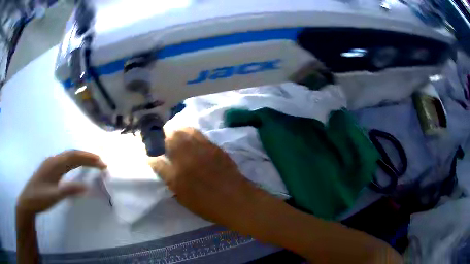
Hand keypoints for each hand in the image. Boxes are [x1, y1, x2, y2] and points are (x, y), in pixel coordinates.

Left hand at [17, 150, 106, 215]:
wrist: (28, 201)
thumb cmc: (39, 198)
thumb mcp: (54, 196)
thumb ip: (69, 190)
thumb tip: (87, 187)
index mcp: (54, 164)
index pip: (74, 156)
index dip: (89, 158)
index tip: (102, 163)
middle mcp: (53, 160)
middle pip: (72, 154)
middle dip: (87, 157)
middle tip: (101, 163)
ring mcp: (51, 164)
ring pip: (68, 157)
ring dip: (81, 159)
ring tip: (93, 164)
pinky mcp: (50, 170)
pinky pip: (65, 162)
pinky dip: (75, 162)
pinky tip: (77, 167)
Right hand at [148, 128, 270, 228]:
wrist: (236, 200)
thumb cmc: (209, 207)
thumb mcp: (184, 200)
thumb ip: (171, 183)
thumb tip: (164, 170)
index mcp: (175, 178)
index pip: (156, 162)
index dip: (151, 157)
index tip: (149, 156)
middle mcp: (184, 161)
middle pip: (166, 141)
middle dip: (160, 139)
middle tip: (158, 140)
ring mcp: (199, 151)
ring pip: (180, 133)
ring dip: (173, 132)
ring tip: (170, 133)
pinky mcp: (212, 146)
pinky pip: (196, 133)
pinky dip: (188, 131)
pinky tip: (186, 132)